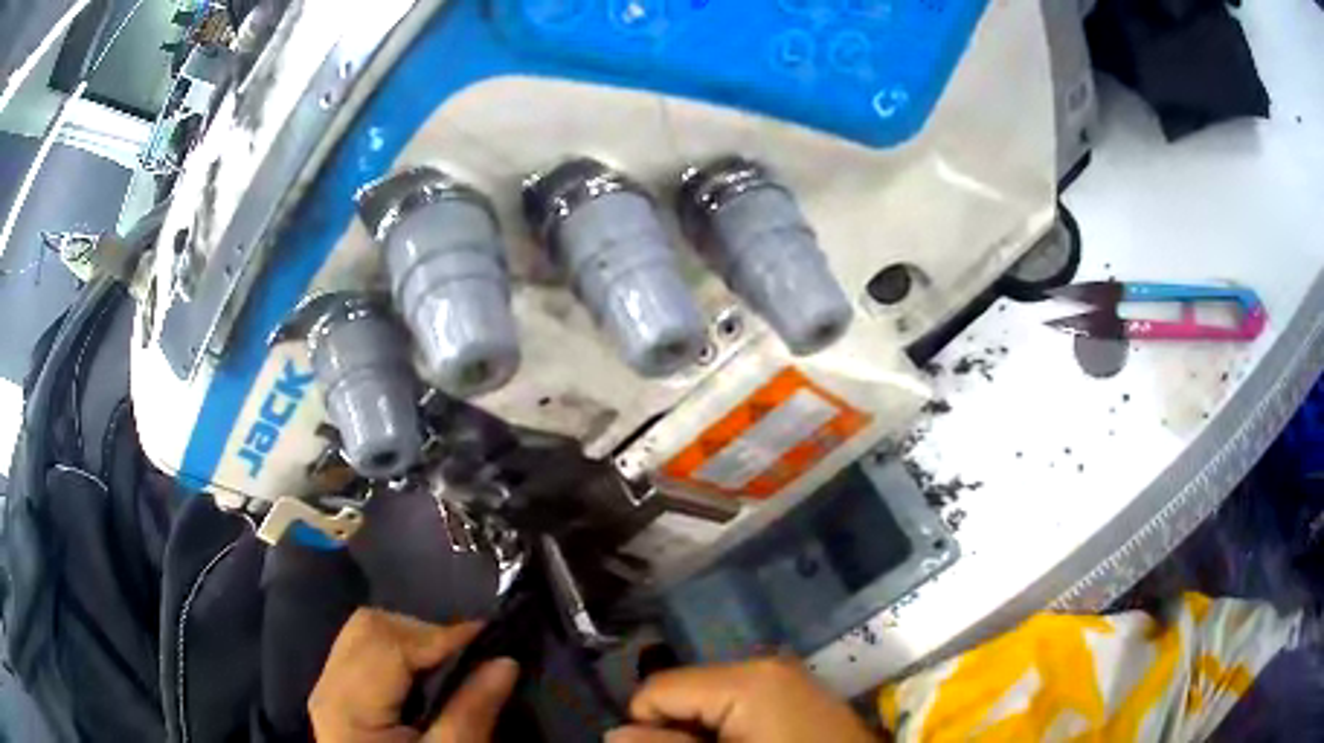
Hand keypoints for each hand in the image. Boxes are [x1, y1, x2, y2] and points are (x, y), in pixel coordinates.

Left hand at [309, 608, 518, 742]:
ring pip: (364, 634)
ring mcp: (327, 689)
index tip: (491, 638)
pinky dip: (397, 653)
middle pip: (369, 628)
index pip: (388, 643)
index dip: (440, 636)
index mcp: (348, 705)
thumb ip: (470, 712)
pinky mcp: (337, 697)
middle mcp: (327, 687)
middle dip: (423, 634)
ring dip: (411, 640)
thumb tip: (505, 661)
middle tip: (469, 658)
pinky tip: (424, 680)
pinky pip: (362, 652)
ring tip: (449, 667)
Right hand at [609, 657, 878, 742]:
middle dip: (680, 731)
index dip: (651, 728)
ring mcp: (783, 678)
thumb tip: (613, 734)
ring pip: (708, 703)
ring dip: (703, 734)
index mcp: (746, 678)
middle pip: (683, 694)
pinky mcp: (794, 694)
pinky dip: (730, 730)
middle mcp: (763, 666)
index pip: (657, 689)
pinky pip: (738, 708)